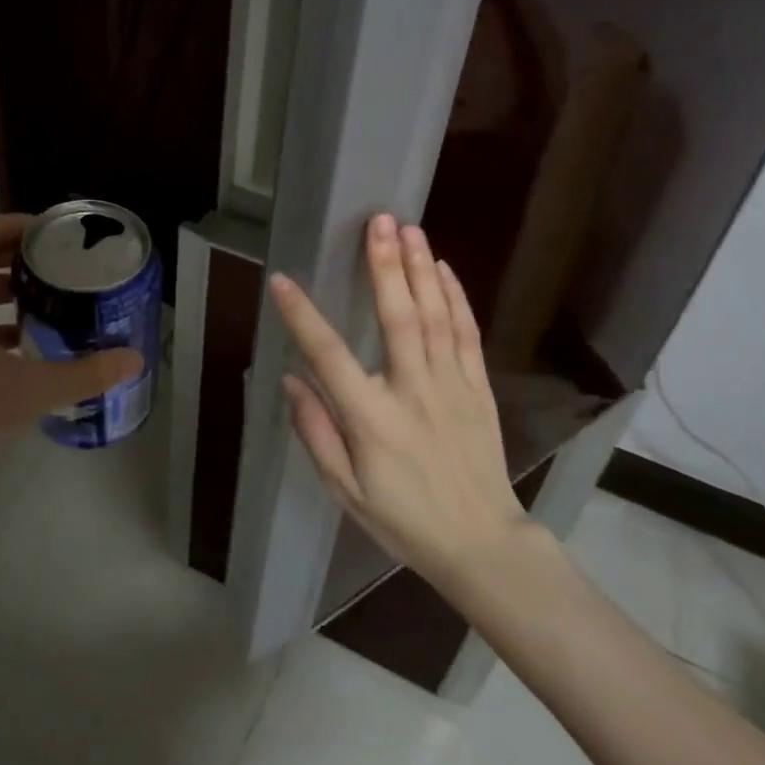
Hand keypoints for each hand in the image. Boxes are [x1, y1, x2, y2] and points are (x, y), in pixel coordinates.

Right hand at [269, 213, 530, 591]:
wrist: (482, 543)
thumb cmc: (405, 520)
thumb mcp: (345, 490)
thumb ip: (316, 432)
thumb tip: (291, 380)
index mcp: (371, 418)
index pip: (328, 355)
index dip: (302, 316)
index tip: (282, 280)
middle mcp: (412, 390)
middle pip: (396, 316)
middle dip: (384, 265)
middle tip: (376, 221)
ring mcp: (451, 385)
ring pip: (434, 315)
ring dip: (420, 268)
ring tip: (407, 228)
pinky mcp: (478, 387)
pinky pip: (466, 333)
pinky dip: (455, 297)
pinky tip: (443, 268)